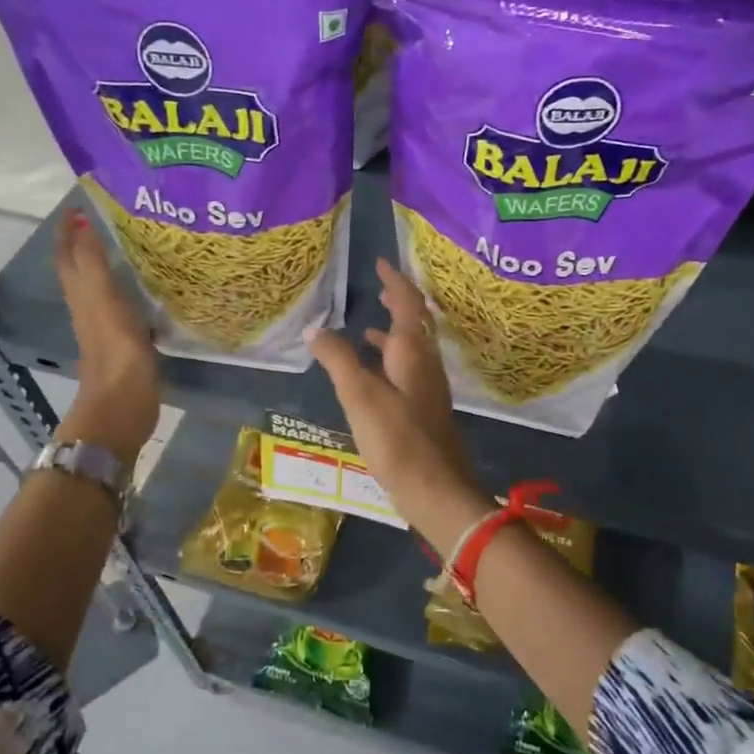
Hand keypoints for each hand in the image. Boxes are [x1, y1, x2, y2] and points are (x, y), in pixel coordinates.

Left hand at [55, 209, 158, 467]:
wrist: (122, 403)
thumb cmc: (115, 350)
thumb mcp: (103, 299)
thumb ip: (93, 263)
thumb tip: (84, 224)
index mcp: (81, 294)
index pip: (69, 255)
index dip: (69, 232)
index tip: (80, 206)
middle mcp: (88, 307)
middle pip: (79, 270)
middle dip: (84, 244)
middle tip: (103, 221)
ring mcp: (105, 326)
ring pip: (98, 287)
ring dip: (105, 265)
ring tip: (125, 246)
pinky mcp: (124, 342)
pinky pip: (119, 305)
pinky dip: (124, 289)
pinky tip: (142, 288)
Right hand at [307, 259, 487, 538]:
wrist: (437, 490)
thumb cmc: (398, 439)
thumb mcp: (360, 396)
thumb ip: (338, 359)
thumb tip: (316, 328)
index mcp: (413, 352)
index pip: (408, 304)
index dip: (395, 281)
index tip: (381, 263)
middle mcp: (426, 364)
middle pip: (416, 323)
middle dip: (399, 302)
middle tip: (379, 286)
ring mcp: (429, 387)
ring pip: (412, 347)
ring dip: (394, 330)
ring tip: (370, 322)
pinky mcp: (425, 409)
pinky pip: (408, 369)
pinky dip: (391, 359)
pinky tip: (374, 372)